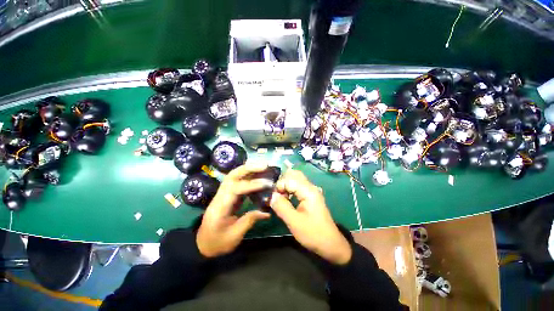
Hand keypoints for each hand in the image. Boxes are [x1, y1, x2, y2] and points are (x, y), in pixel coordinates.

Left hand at [196, 162, 272, 257]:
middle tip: (264, 165)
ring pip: (234, 176)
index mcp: (220, 207)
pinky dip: (248, 176)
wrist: (202, 245)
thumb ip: (250, 220)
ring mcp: (222, 194)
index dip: (251, 185)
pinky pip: (237, 182)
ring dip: (248, 169)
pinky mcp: (227, 195)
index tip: (266, 184)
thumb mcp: (234, 236)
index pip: (235, 189)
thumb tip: (267, 212)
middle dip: (248, 168)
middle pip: (232, 176)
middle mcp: (220, 196)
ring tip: (263, 166)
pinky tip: (257, 175)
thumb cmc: (217, 243)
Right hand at [270, 169, 351, 264]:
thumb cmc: (313, 233)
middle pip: (294, 175)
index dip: (279, 186)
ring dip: (286, 185)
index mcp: (308, 191)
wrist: (330, 244)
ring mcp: (311, 191)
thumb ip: (281, 207)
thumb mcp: (294, 222)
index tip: (273, 197)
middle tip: (275, 194)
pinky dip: (290, 189)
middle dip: (282, 182)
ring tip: (279, 196)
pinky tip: (286, 198)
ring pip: (296, 179)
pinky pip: (298, 187)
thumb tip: (271, 196)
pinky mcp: (310, 196)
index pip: (289, 179)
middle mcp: (310, 187)